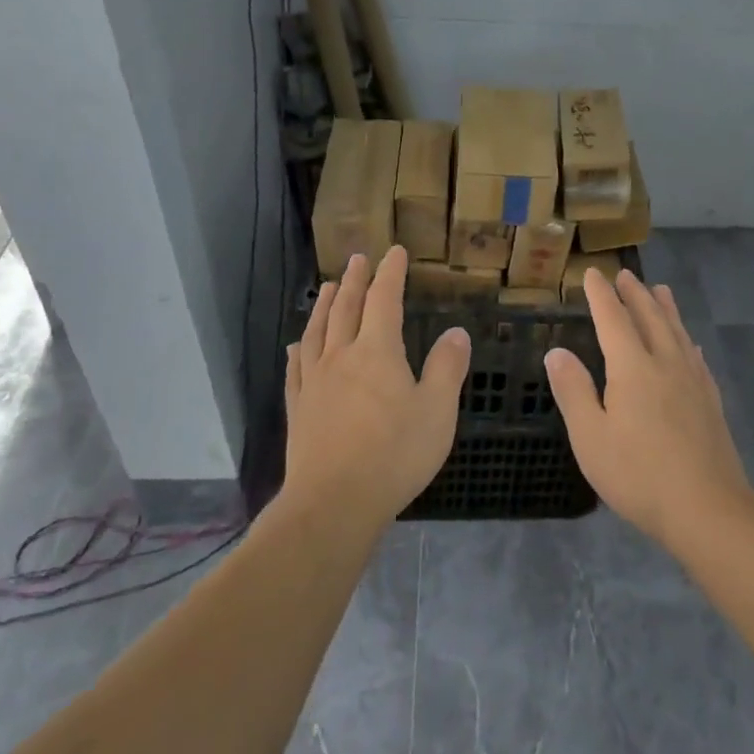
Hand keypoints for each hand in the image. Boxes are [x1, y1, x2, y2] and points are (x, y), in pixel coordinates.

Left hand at [283, 246, 471, 529]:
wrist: (334, 501)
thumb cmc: (394, 454)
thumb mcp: (437, 411)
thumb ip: (446, 368)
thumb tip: (456, 332)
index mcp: (377, 352)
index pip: (384, 300)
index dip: (390, 273)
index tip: (395, 252)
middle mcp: (341, 356)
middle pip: (346, 308)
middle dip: (354, 280)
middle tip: (357, 258)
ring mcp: (315, 381)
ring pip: (318, 331)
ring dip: (323, 305)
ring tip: (326, 287)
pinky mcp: (299, 408)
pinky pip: (296, 368)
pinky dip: (299, 349)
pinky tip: (296, 345)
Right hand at [545, 269, 751, 547]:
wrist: (707, 509)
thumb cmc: (638, 474)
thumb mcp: (590, 436)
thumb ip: (573, 390)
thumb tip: (556, 352)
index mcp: (632, 368)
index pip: (613, 319)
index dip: (601, 295)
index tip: (593, 273)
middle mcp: (665, 364)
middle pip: (650, 318)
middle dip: (634, 295)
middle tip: (625, 275)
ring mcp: (693, 382)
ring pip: (677, 333)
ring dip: (665, 309)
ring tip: (661, 290)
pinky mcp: (710, 401)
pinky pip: (696, 357)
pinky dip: (687, 341)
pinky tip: (690, 345)